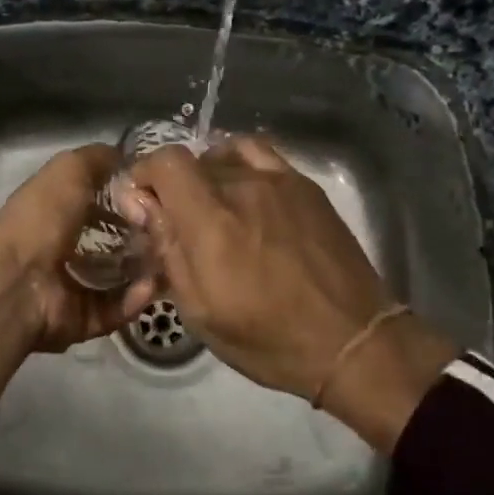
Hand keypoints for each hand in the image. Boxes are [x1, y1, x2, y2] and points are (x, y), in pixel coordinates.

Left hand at [0, 144, 154, 398]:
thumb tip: (124, 154)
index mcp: (54, 213)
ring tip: (170, 259)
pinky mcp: (81, 319)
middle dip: (143, 238)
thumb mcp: (69, 170)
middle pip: (112, 243)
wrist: (16, 282)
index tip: (158, 197)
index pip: (97, 205)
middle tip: (171, 232)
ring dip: (145, 270)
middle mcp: (62, 249)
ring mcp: (70, 287)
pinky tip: (150, 286)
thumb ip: (97, 159)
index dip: (126, 200)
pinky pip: (115, 309)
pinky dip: (133, 299)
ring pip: (119, 278)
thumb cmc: (41, 219)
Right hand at [121, 136, 457, 449]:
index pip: (166, 162)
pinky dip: (240, 164)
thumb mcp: (200, 311)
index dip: (144, 174)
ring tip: (212, 207)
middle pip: (193, 161)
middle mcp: (243, 187)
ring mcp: (279, 181)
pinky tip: (245, 193)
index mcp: (211, 222)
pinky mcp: (306, 185)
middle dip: (173, 187)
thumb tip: (143, 205)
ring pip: (225, 154)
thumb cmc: (268, 338)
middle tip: (178, 225)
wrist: (352, 340)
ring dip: (206, 174)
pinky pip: (261, 155)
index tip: (141, 204)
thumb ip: (167, 250)